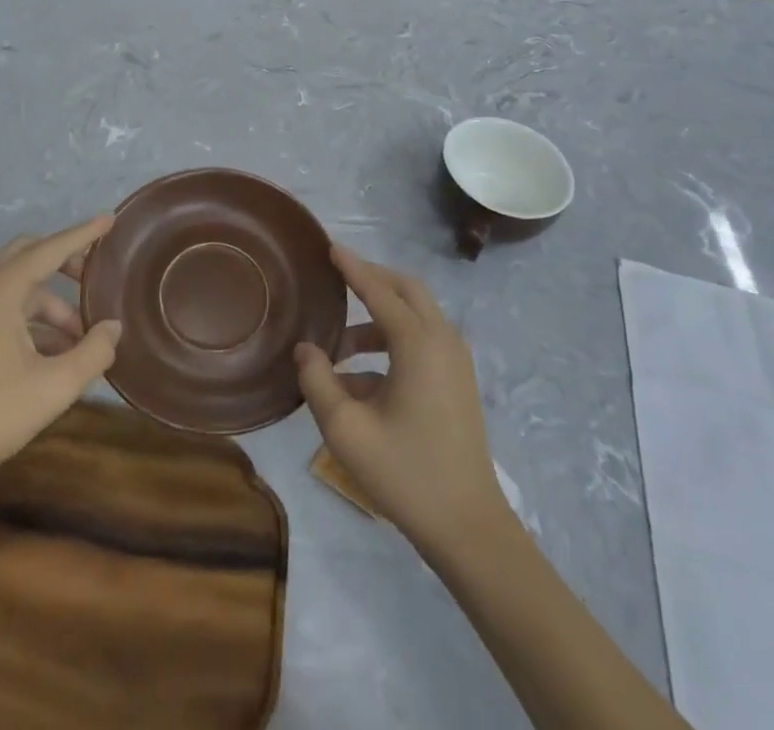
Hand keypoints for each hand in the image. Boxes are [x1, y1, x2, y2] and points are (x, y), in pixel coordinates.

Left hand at [0, 217, 121, 497]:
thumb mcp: (54, 387)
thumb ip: (93, 352)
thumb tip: (113, 327)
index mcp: (1, 288)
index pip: (52, 248)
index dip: (84, 233)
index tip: (110, 220)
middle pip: (29, 255)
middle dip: (65, 261)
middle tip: (96, 278)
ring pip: (17, 287)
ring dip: (52, 303)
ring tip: (82, 338)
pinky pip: (2, 309)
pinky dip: (31, 320)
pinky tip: (53, 355)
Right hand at [295, 244, 507, 551]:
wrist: (468, 527)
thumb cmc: (405, 474)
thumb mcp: (347, 430)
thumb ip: (319, 381)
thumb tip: (306, 348)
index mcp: (419, 344)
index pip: (379, 291)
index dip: (353, 267)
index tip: (330, 246)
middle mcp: (442, 341)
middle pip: (406, 290)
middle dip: (372, 278)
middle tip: (338, 277)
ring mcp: (455, 361)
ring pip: (416, 315)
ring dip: (378, 317)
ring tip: (338, 347)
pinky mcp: (458, 381)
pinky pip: (422, 341)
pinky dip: (392, 342)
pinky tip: (360, 379)